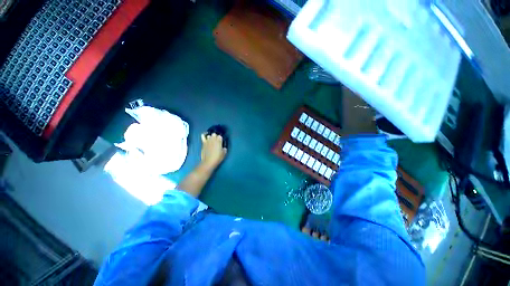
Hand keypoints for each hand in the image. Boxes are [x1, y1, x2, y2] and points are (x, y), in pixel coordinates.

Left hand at [200, 133, 226, 169]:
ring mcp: (208, 141)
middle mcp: (213, 140)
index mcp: (219, 142)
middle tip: (216, 140)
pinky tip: (204, 135)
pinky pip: (203, 137)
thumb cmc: (217, 158)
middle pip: (214, 135)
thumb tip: (224, 148)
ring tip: (211, 140)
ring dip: (210, 137)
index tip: (220, 141)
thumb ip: (224, 150)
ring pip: (209, 136)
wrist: (209, 162)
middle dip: (215, 136)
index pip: (220, 137)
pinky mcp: (203, 143)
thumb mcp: (224, 154)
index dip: (220, 138)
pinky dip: (204, 136)